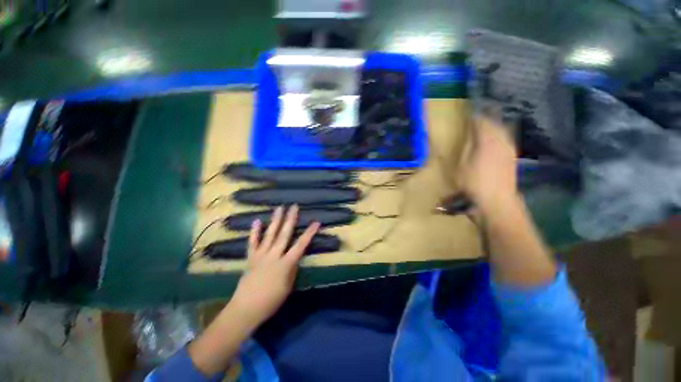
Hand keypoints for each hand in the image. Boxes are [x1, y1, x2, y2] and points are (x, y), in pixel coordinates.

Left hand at [229, 205, 319, 326]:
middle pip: (284, 234)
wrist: (245, 309)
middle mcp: (274, 255)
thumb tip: (295, 257)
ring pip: (270, 234)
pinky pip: (253, 242)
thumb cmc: (270, 301)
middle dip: (290, 219)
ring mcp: (261, 255)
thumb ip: (292, 269)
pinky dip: (254, 231)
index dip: (309, 233)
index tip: (316, 222)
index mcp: (285, 264)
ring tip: (279, 208)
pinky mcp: (251, 257)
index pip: (301, 245)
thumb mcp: (288, 287)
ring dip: (275, 220)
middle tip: (294, 206)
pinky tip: (257, 221)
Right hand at [460, 117, 518, 214]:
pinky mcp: (512, 156)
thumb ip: (467, 147)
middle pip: (494, 124)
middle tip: (477, 117)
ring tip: (485, 125)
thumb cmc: (474, 183)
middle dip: (486, 119)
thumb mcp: (462, 165)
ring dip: (494, 126)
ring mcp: (509, 149)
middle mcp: (501, 141)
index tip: (469, 114)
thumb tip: (470, 135)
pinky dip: (499, 134)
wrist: (497, 200)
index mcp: (487, 141)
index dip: (475, 118)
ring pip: (502, 130)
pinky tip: (495, 138)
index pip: (482, 123)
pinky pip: (506, 138)